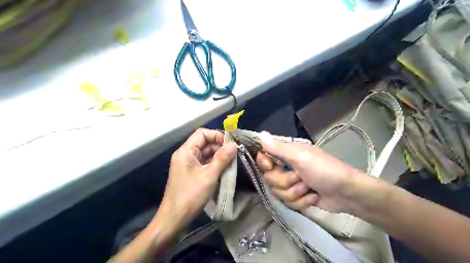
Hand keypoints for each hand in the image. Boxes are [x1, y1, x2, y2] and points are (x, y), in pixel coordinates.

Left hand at [160, 128, 236, 228]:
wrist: (173, 219)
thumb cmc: (190, 196)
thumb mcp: (209, 176)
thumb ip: (221, 159)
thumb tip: (233, 144)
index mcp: (186, 151)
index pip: (202, 133)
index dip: (216, 135)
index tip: (229, 145)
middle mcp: (185, 155)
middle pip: (204, 143)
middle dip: (219, 147)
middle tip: (234, 155)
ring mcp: (188, 164)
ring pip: (205, 153)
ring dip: (218, 156)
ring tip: (232, 163)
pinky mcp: (190, 173)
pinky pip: (204, 163)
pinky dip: (214, 164)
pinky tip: (224, 170)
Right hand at [257, 132, 362, 213]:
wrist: (347, 194)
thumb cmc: (325, 170)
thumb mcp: (301, 157)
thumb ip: (279, 148)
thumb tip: (261, 134)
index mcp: (287, 153)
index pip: (264, 157)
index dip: (265, 164)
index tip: (272, 167)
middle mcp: (287, 166)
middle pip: (269, 178)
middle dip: (285, 181)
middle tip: (300, 177)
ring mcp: (292, 183)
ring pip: (278, 192)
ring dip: (296, 193)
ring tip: (309, 188)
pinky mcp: (297, 196)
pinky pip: (288, 202)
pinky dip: (302, 201)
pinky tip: (313, 197)